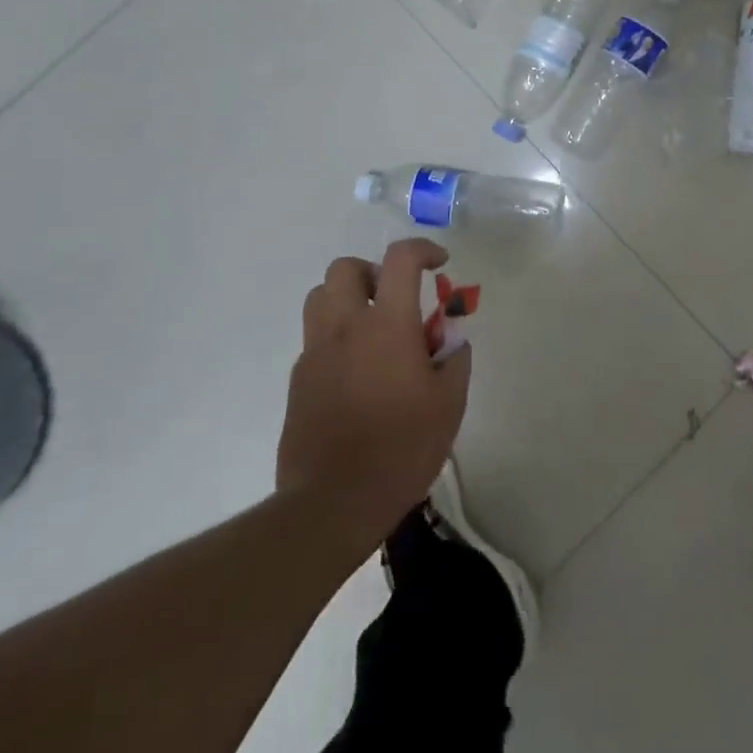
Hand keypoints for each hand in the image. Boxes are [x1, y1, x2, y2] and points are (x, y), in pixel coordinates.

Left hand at [277, 239, 470, 556]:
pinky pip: (314, 339)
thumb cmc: (401, 448)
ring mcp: (315, 353)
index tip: (439, 264)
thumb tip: (452, 342)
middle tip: (395, 297)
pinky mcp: (297, 381)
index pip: (400, 259)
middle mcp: (345, 327)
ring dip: (347, 299)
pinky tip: (356, 373)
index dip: (423, 250)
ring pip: (319, 297)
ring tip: (372, 329)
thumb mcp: (449, 404)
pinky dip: (336, 338)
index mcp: (387, 324)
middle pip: (345, 268)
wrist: (333, 502)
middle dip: (373, 271)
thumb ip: (455, 361)